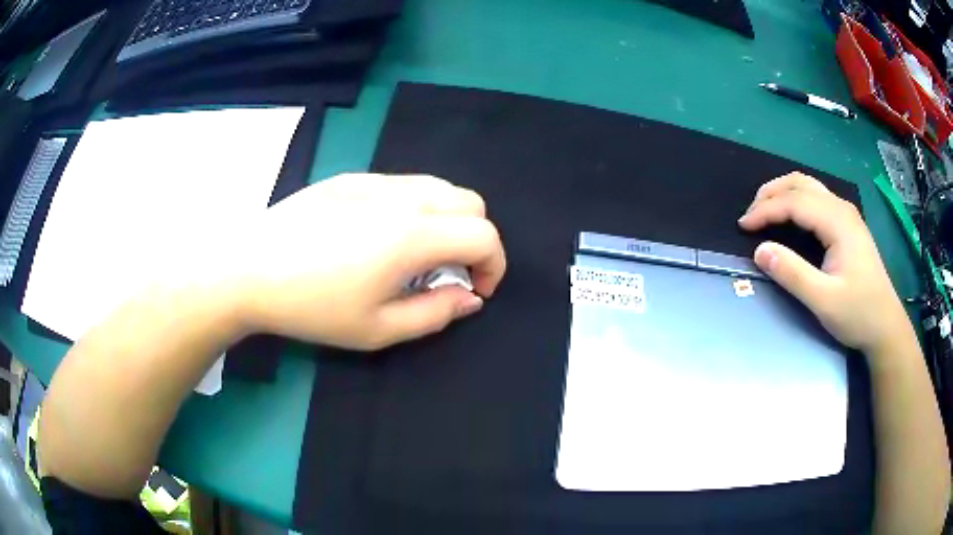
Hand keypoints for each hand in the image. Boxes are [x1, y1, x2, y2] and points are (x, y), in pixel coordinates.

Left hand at [227, 173, 505, 349]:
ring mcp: (375, 180)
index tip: (476, 291)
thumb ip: (435, 314)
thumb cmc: (312, 306)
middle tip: (451, 274)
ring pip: (439, 187)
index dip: (494, 265)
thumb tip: (470, 298)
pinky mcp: (352, 177)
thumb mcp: (377, 329)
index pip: (484, 235)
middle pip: (471, 202)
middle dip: (476, 239)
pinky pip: (404, 185)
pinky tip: (382, 236)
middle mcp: (403, 196)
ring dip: (448, 220)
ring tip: (418, 255)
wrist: (249, 267)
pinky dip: (417, 208)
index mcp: (413, 234)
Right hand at [738, 172, 909, 356]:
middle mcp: (841, 209)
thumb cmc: (858, 314)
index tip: (743, 226)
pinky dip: (796, 201)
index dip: (766, 210)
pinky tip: (790, 218)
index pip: (794, 202)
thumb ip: (792, 274)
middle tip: (750, 215)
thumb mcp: (823, 301)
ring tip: (764, 211)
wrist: (886, 325)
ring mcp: (847, 215)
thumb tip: (759, 251)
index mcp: (837, 221)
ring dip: (783, 193)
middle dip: (771, 194)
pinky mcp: (848, 225)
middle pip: (801, 183)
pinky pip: (817, 199)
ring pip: (809, 187)